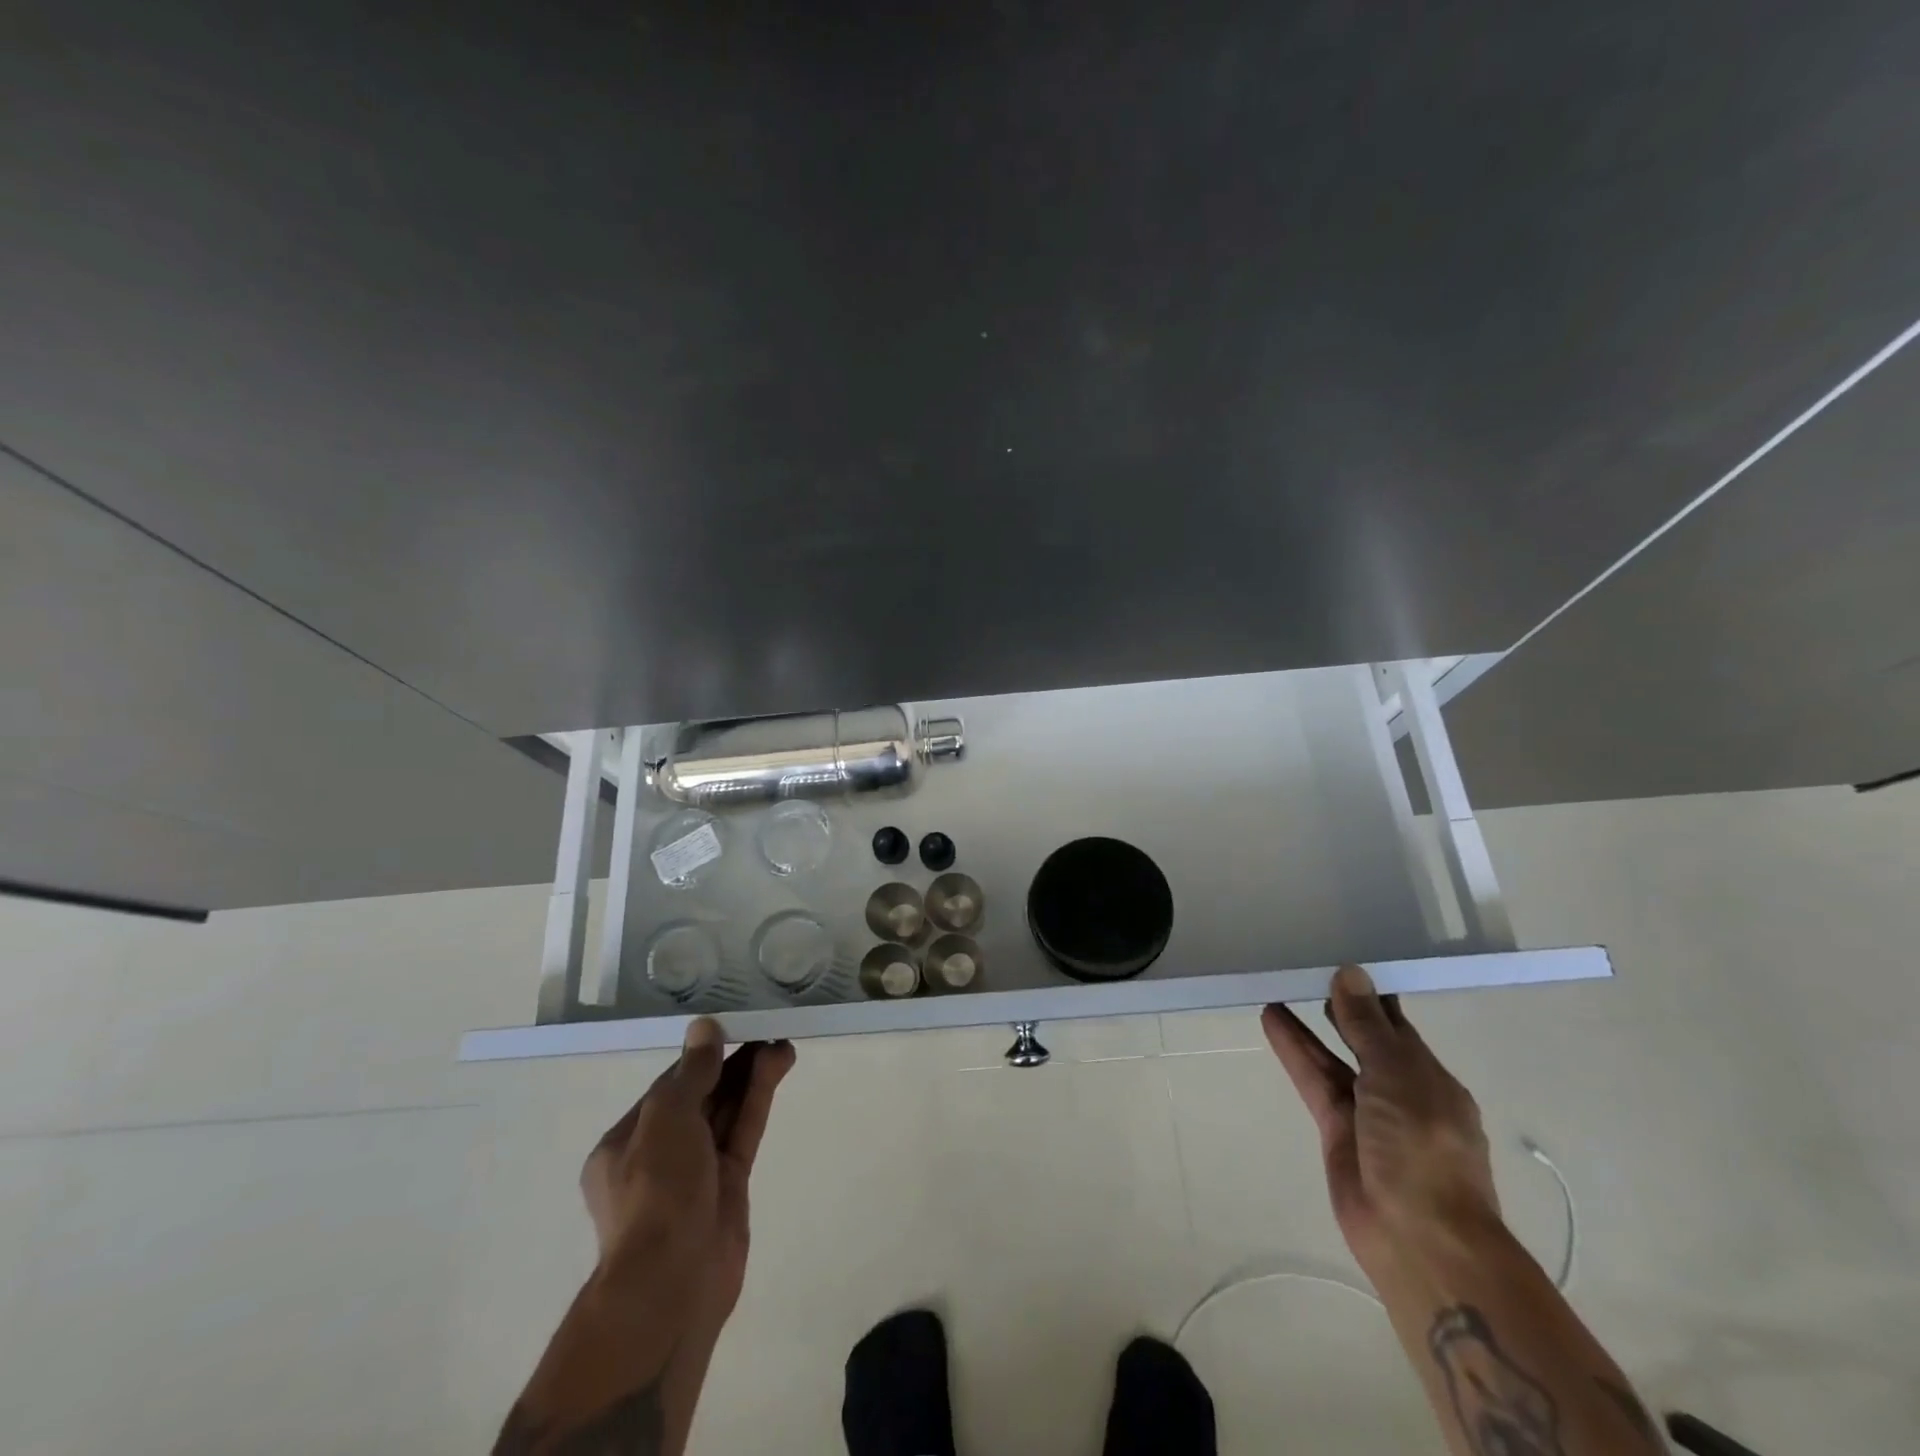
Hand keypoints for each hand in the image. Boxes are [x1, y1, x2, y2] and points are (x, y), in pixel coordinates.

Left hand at [580, 1019, 795, 1327]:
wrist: (672, 1284)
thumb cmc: (655, 1193)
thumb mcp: (666, 1120)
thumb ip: (691, 1073)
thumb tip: (705, 1027)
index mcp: (626, 1142)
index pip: (668, 1087)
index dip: (700, 1056)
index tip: (730, 1027)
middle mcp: (659, 1154)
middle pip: (701, 1096)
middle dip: (731, 1063)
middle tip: (764, 1028)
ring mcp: (697, 1171)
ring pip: (726, 1111)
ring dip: (750, 1075)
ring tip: (781, 1040)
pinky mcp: (729, 1185)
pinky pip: (743, 1130)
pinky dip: (759, 1098)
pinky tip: (778, 1066)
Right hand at [1262, 965, 1498, 1274]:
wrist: (1419, 1239)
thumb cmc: (1423, 1148)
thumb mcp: (1397, 1077)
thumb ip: (1367, 1026)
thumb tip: (1351, 973)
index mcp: (1429, 1077)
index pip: (1397, 1024)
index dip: (1371, 993)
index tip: (1341, 959)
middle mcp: (1400, 1090)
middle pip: (1364, 1039)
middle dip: (1341, 1008)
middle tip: (1306, 967)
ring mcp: (1366, 1112)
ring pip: (1333, 1057)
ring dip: (1308, 1026)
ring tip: (1279, 987)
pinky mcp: (1336, 1130)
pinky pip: (1313, 1079)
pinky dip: (1294, 1051)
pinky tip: (1272, 1021)